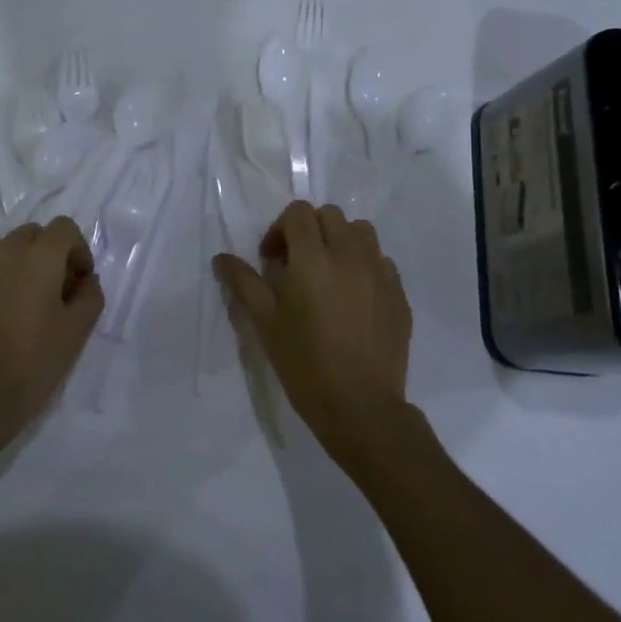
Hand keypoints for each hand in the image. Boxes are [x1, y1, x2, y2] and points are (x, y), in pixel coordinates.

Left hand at [0, 217, 103, 457]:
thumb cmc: (32, 362)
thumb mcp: (76, 332)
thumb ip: (90, 296)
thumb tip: (85, 281)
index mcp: (37, 256)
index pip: (64, 228)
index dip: (79, 250)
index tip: (81, 283)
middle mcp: (5, 252)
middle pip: (35, 234)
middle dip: (52, 253)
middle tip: (60, 291)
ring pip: (10, 249)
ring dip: (27, 264)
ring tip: (34, 305)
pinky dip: (6, 279)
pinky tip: (9, 316)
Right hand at [214, 201, 413, 465]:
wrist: (361, 408)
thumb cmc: (305, 364)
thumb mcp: (265, 323)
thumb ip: (243, 283)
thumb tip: (221, 257)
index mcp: (313, 259)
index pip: (299, 213)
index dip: (280, 229)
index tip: (272, 260)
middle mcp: (350, 255)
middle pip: (330, 215)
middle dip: (309, 230)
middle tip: (296, 264)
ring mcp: (380, 272)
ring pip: (360, 231)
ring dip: (340, 240)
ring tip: (328, 273)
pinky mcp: (399, 293)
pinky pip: (381, 260)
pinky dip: (364, 264)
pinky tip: (353, 296)